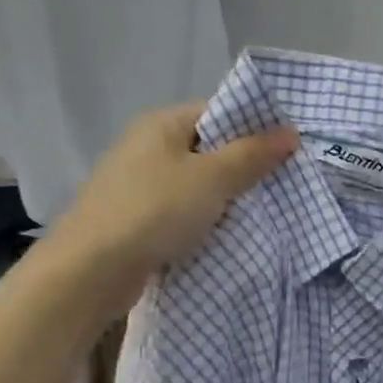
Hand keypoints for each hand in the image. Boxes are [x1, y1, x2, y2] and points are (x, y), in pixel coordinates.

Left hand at [51, 103, 297, 299]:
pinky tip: (226, 237)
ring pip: (196, 186)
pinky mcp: (136, 221)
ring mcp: (138, 186)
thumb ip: (252, 155)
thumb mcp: (212, 179)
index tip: (288, 152)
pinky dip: (203, 223)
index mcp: (162, 124)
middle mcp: (147, 148)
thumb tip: (290, 133)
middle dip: (244, 168)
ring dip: (225, 200)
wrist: (92, 270)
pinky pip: (181, 214)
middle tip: (283, 186)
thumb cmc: (154, 211)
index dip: (254, 129)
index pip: (218, 113)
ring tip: (262, 214)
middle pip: (208, 150)